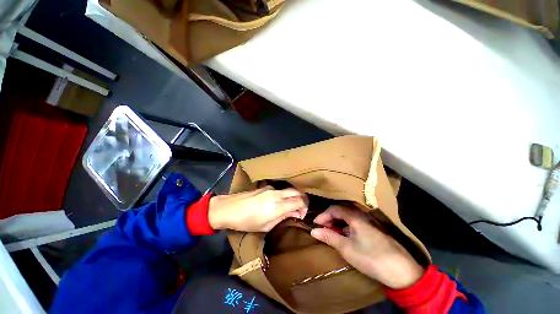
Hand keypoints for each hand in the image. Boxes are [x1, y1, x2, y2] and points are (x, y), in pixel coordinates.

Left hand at [208, 186, 307, 231]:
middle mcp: (277, 194)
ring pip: (290, 189)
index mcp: (277, 206)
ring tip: (289, 207)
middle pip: (298, 192)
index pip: (300, 201)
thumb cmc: (246, 222)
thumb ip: (282, 217)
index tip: (300, 215)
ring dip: (294, 197)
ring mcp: (271, 188)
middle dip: (303, 200)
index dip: (304, 208)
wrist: (228, 208)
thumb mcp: (266, 226)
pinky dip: (285, 195)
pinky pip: (281, 190)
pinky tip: (278, 202)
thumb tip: (294, 213)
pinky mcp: (266, 186)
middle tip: (300, 209)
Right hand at [310, 205, 423, 288]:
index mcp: (355, 216)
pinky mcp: (373, 228)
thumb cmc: (370, 257)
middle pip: (341, 210)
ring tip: (331, 230)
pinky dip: (345, 225)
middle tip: (322, 227)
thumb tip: (313, 230)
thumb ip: (329, 236)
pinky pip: (354, 221)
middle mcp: (362, 214)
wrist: (401, 271)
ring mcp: (369, 221)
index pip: (334, 209)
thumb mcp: (346, 248)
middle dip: (329, 217)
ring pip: (348, 215)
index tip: (315, 224)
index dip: (323, 215)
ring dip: (337, 221)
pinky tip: (344, 234)